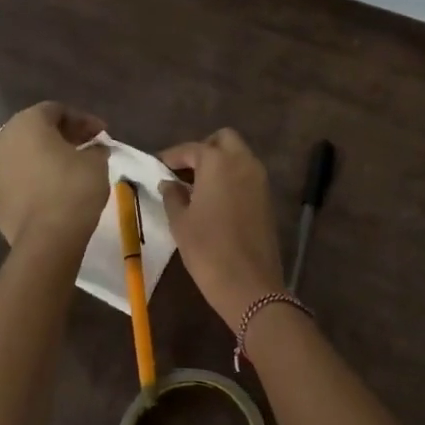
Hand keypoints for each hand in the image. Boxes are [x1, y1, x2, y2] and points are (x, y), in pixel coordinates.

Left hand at [0, 102, 108, 249]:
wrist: (46, 239)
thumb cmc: (73, 189)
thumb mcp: (96, 162)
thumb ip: (95, 148)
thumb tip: (94, 148)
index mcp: (27, 123)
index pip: (57, 110)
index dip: (83, 120)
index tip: (102, 134)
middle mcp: (2, 139)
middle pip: (35, 130)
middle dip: (61, 136)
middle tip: (86, 147)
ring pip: (22, 154)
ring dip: (44, 157)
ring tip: (68, 169)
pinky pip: (15, 178)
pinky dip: (32, 178)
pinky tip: (50, 190)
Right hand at [159, 129, 285, 329]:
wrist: (249, 284)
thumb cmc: (207, 249)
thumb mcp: (180, 222)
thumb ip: (172, 195)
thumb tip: (168, 183)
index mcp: (218, 162)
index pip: (191, 149)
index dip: (172, 156)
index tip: (157, 165)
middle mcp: (243, 162)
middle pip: (223, 140)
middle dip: (203, 149)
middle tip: (183, 171)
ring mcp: (259, 179)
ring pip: (238, 155)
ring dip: (219, 162)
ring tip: (196, 186)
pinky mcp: (267, 197)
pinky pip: (247, 174)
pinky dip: (231, 177)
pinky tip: (214, 199)